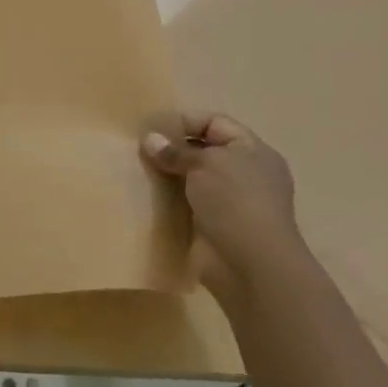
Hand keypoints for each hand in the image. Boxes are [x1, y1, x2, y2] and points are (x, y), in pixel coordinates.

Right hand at [144, 113, 307, 303]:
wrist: (248, 264)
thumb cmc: (235, 202)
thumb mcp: (206, 164)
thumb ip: (177, 151)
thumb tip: (150, 140)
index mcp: (252, 151)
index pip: (215, 123)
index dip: (184, 122)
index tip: (151, 130)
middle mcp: (243, 173)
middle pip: (201, 150)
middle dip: (171, 149)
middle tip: (137, 149)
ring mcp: (227, 201)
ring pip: (190, 178)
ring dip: (165, 175)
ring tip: (135, 170)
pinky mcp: (210, 225)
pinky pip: (183, 203)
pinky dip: (165, 200)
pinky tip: (143, 196)